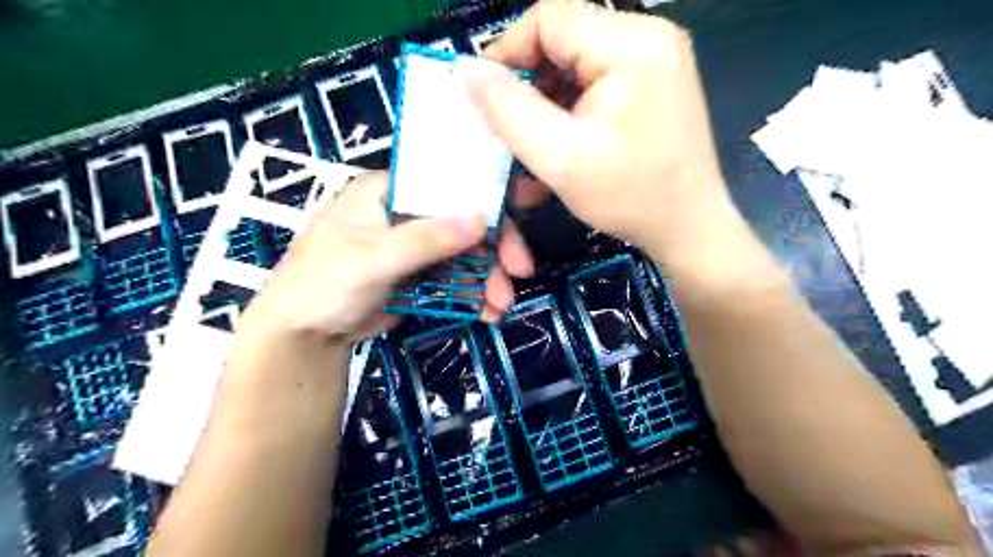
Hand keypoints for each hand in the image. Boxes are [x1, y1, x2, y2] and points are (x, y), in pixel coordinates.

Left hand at [235, 172, 530, 345]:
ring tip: (501, 307)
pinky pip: (453, 278)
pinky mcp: (418, 275)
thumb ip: (427, 238)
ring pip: (463, 253)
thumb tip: (482, 218)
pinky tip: (486, 313)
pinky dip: (472, 295)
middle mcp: (406, 213)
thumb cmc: (325, 283)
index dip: (485, 197)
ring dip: (486, 279)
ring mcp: (414, 246)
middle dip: (492, 250)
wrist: (304, 335)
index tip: (517, 220)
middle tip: (518, 275)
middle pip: (462, 221)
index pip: (447, 184)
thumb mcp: (374, 258)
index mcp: (389, 191)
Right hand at [466, 0, 735, 266]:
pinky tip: (556, 152)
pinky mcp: (649, 87)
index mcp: (631, 44)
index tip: (485, 99)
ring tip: (530, 152)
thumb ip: (508, 111)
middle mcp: (647, 39)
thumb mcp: (560, 158)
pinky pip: (593, 88)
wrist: (689, 229)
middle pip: (562, 42)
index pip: (549, 17)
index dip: (508, 52)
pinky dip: (567, 117)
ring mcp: (652, 63)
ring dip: (544, 109)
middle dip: (527, 89)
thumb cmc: (630, 197)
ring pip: (573, 69)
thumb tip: (466, 69)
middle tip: (508, 133)